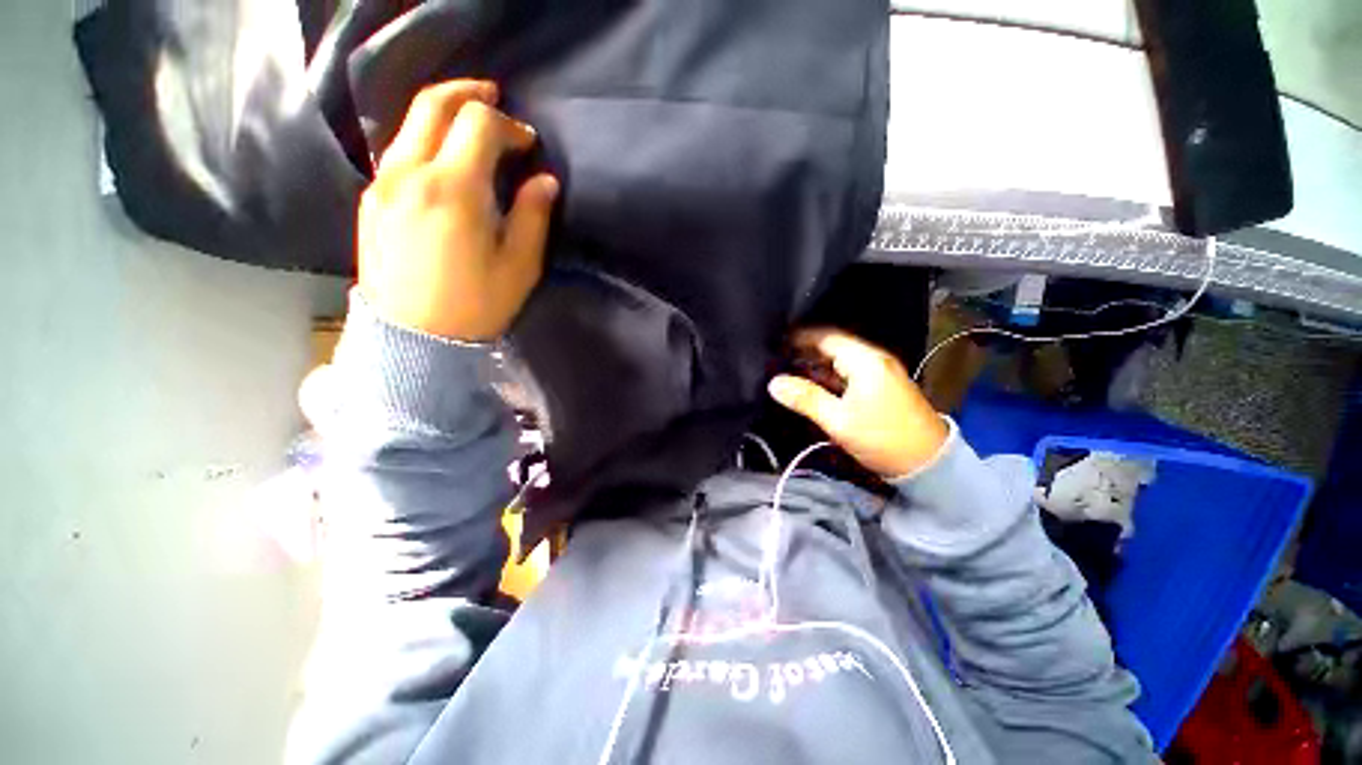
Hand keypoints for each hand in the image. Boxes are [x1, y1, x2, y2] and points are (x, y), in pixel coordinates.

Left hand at [358, 80, 558, 341]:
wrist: (413, 339)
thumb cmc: (476, 305)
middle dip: (468, 93)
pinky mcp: (372, 199)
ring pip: (410, 123)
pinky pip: (398, 151)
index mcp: (453, 190)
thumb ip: (533, 217)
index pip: (478, 124)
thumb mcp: (519, 266)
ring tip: (471, 126)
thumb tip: (544, 181)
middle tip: (495, 97)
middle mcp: (410, 173)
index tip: (528, 146)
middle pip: (433, 104)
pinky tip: (444, 160)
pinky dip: (424, 139)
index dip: (509, 126)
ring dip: (443, 114)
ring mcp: (384, 183)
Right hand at [768, 329, 948, 477]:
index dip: (800, 338)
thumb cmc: (882, 438)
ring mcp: (880, 373)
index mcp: (865, 361)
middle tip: (778, 360)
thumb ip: (806, 399)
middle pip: (833, 347)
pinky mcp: (882, 387)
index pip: (826, 337)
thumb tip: (774, 383)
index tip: (776, 343)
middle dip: (805, 352)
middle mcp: (874, 360)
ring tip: (789, 371)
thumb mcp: (839, 420)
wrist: (929, 463)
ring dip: (816, 365)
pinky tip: (814, 385)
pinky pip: (850, 373)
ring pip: (841, 361)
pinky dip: (830, 376)